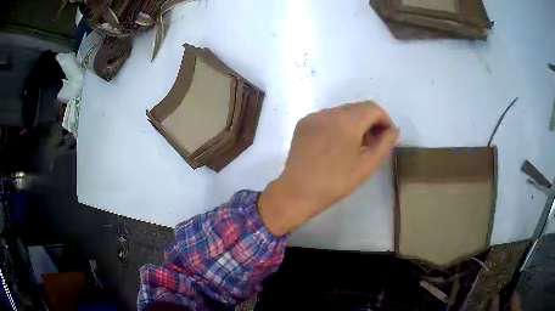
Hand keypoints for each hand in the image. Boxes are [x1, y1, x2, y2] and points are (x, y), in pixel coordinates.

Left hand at [259, 102, 399, 235]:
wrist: (298, 192)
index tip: (388, 137)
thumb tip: (394, 131)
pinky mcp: (303, 123)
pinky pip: (328, 117)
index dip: (385, 120)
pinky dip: (339, 125)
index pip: (373, 108)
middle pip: (358, 108)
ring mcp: (314, 116)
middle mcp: (329, 112)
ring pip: (343, 112)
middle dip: (371, 122)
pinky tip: (338, 144)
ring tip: (357, 145)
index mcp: (346, 120)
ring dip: (355, 123)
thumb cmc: (336, 182)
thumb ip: (385, 144)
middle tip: (374, 143)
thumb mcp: (367, 165)